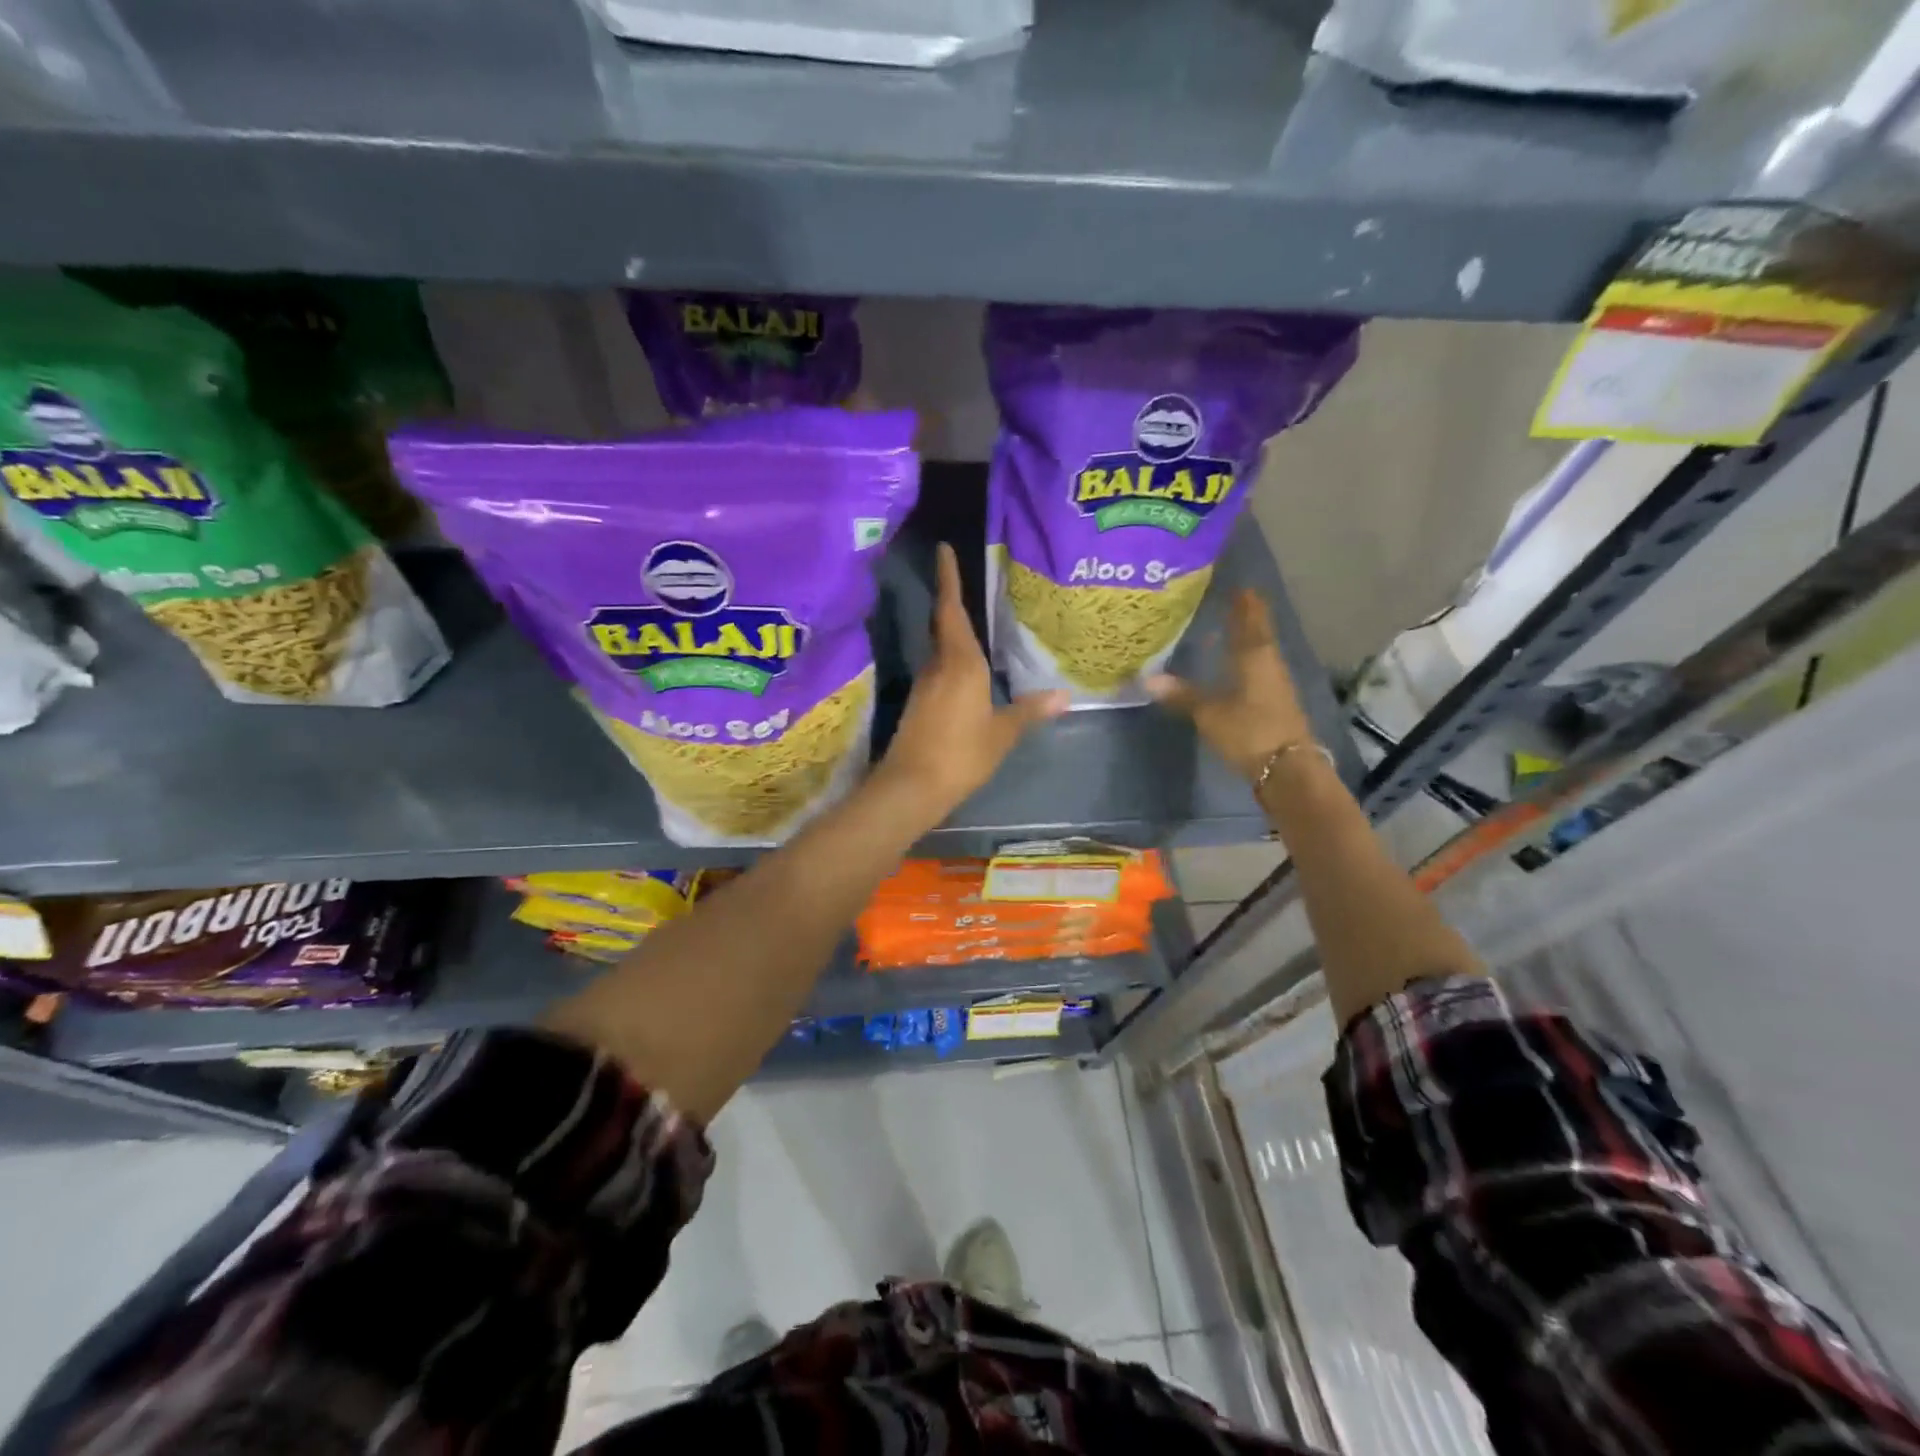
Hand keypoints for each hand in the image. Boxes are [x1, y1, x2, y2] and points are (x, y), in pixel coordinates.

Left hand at [877, 542, 1067, 817]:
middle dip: (953, 601)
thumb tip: (1064, 697)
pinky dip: (953, 660)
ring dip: (955, 632)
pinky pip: (940, 670)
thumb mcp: (1002, 733)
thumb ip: (1029, 711)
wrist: (911, 787)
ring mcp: (925, 685)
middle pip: (945, 625)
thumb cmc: (961, 754)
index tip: (942, 549)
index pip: (952, 609)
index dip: (948, 578)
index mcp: (961, 663)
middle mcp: (939, 666)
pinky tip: (969, 670)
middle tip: (969, 581)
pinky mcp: (919, 704)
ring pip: (942, 648)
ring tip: (978, 622)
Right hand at [1147, 589, 1312, 781]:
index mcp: (1255, 655)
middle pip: (1257, 631)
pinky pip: (1258, 668)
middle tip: (1225, 600)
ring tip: (1223, 629)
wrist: (1287, 768)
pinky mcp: (1275, 701)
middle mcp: (1268, 662)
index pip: (1250, 618)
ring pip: (1259, 650)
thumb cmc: (1249, 731)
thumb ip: (1181, 694)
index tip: (1234, 584)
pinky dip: (1245, 659)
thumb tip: (1147, 679)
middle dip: (1243, 616)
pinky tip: (1231, 665)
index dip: (1243, 601)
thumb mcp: (1209, 713)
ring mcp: (1275, 682)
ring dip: (1244, 638)